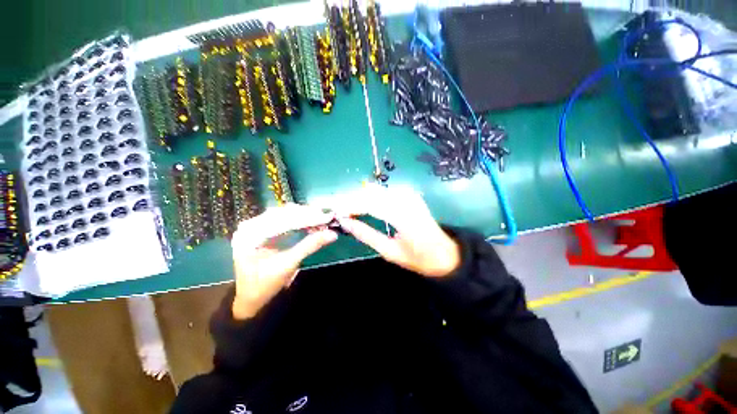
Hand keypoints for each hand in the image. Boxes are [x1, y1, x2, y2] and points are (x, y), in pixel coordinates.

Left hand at [230, 204, 336, 319]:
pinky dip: (299, 220)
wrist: (249, 298)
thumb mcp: (288, 265)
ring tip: (322, 219)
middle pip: (284, 213)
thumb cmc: (264, 285)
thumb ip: (310, 246)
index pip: (284, 220)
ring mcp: (255, 226)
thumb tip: (332, 234)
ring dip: (304, 216)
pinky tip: (311, 222)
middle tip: (327, 217)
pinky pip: (283, 219)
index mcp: (250, 235)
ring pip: (284, 214)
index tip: (328, 217)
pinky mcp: (262, 229)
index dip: (308, 218)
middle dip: (307, 215)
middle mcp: (250, 226)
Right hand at [336, 184, 460, 277]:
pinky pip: (385, 192)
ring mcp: (410, 195)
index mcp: (404, 217)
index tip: (336, 212)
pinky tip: (363, 205)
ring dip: (360, 198)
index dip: (350, 206)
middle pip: (372, 194)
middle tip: (339, 211)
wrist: (444, 253)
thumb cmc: (418, 258)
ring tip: (348, 210)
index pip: (370, 204)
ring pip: (377, 191)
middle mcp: (407, 200)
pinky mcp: (410, 194)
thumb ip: (366, 235)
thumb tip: (345, 223)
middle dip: (352, 201)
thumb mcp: (389, 251)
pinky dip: (371, 198)